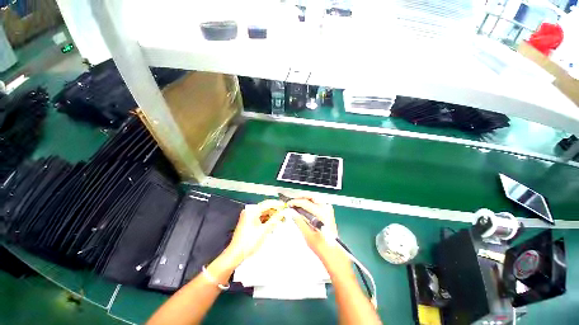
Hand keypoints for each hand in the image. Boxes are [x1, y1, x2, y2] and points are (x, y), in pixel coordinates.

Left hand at [224, 200, 285, 266]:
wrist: (236, 254)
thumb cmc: (249, 241)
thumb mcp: (264, 230)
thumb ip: (274, 219)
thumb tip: (282, 213)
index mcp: (252, 211)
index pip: (267, 203)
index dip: (277, 204)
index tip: (285, 206)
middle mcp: (249, 211)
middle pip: (265, 208)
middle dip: (275, 211)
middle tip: (284, 214)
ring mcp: (248, 216)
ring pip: (263, 213)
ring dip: (271, 216)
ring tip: (281, 219)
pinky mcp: (249, 222)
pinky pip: (260, 217)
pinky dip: (267, 220)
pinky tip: (273, 223)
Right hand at [288, 198, 351, 273]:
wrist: (334, 253)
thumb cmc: (321, 246)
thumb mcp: (307, 234)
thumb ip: (299, 221)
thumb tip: (291, 212)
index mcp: (321, 213)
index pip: (305, 202)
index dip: (295, 202)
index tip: (288, 204)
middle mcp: (326, 208)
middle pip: (311, 197)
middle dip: (301, 197)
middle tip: (292, 202)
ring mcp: (328, 209)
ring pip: (315, 198)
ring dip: (305, 199)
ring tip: (297, 204)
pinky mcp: (328, 212)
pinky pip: (318, 202)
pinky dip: (310, 202)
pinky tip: (304, 207)